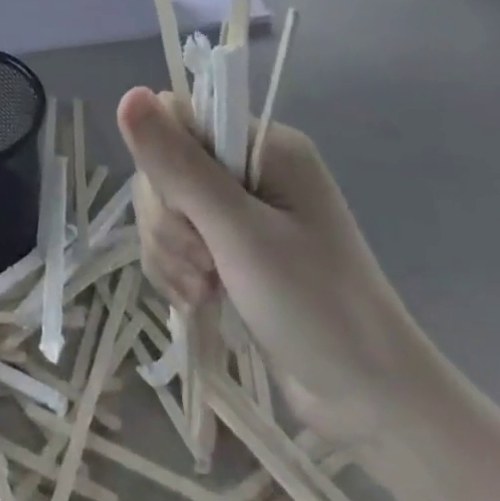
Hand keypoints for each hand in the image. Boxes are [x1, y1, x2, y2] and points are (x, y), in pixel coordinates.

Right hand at [120, 87, 445, 448]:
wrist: (372, 406)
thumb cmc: (315, 308)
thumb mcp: (239, 232)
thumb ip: (178, 164)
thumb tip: (127, 94)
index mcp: (264, 146)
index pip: (178, 119)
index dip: (165, 161)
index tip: (188, 212)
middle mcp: (250, 169)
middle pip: (164, 166)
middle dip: (169, 221)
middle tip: (203, 266)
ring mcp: (240, 212)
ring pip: (162, 207)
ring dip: (169, 252)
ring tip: (204, 292)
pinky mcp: (229, 249)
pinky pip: (173, 241)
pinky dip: (175, 270)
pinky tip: (199, 301)